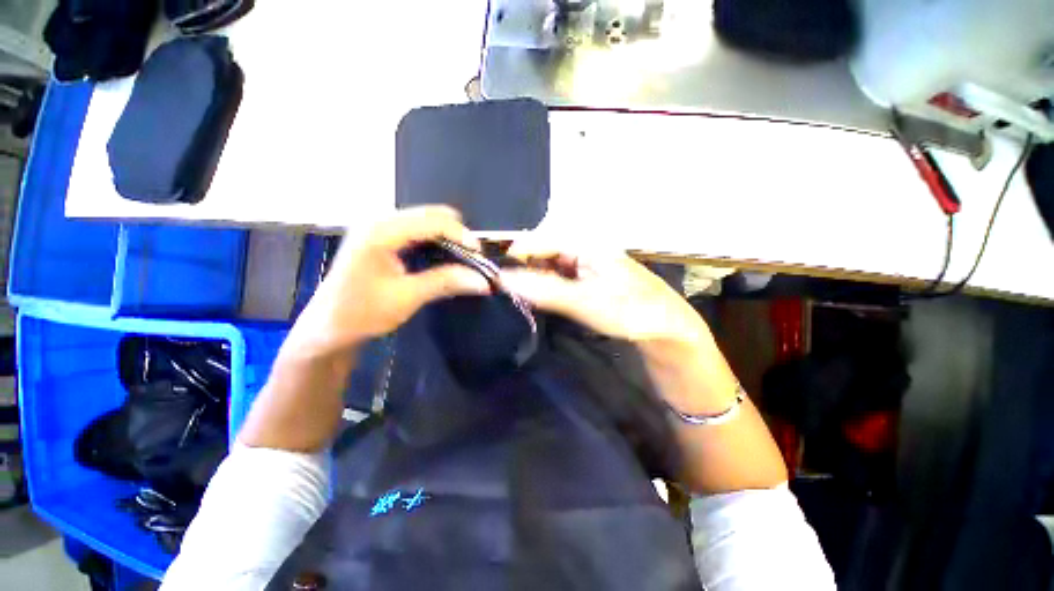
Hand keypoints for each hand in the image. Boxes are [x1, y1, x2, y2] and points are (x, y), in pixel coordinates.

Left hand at [289, 207, 489, 355]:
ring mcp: (377, 227)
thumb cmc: (362, 313)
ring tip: (461, 258)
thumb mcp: (407, 298)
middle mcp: (378, 221)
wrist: (327, 328)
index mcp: (380, 232)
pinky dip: (434, 240)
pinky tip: (442, 257)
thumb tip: (483, 281)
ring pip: (424, 220)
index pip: (431, 221)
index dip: (459, 233)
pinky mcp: (379, 237)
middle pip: (428, 215)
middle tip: (472, 257)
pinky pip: (415, 229)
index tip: (479, 253)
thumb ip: (445, 282)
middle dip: (455, 233)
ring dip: (446, 236)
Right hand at [500, 239, 708, 348]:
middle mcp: (583, 248)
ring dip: (534, 280)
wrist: (667, 330)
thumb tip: (503, 279)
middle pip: (542, 251)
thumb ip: (544, 289)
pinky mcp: (588, 280)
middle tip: (505, 291)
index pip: (538, 240)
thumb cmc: (629, 312)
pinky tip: (540, 299)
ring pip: (549, 266)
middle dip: (523, 269)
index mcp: (584, 243)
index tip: (494, 277)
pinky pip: (559, 278)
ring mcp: (586, 264)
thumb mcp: (584, 301)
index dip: (514, 256)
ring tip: (518, 297)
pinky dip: (547, 287)